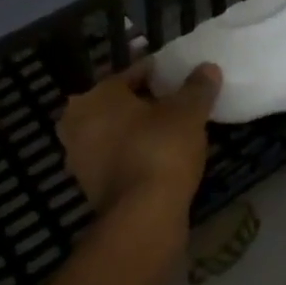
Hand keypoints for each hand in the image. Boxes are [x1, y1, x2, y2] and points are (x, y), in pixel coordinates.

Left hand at [58, 61, 221, 219]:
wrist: (144, 216)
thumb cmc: (160, 149)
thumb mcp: (188, 112)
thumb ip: (197, 87)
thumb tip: (208, 68)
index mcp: (95, 96)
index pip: (131, 74)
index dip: (159, 74)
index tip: (181, 77)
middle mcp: (77, 123)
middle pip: (119, 104)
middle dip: (145, 102)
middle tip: (176, 104)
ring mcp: (80, 158)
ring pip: (116, 133)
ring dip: (138, 130)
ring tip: (172, 131)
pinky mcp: (90, 188)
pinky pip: (117, 159)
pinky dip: (134, 155)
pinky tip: (160, 157)